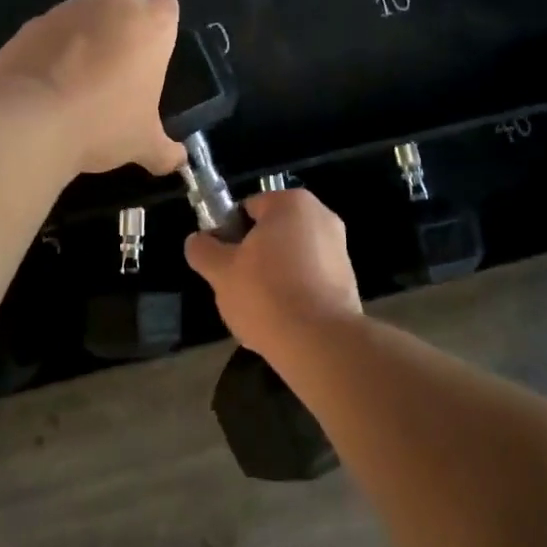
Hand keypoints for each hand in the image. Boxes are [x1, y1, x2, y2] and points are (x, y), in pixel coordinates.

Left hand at [0, 0, 186, 175]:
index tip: (152, 50)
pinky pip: (51, 33)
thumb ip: (165, 149)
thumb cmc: (105, 123)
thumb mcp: (143, 143)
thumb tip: (178, 161)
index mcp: (150, 24)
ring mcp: (67, 10)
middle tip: (118, 70)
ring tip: (77, 81)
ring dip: (86, 37)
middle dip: (122, 28)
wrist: (32, 121)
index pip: (165, 2)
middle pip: (125, 4)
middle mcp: (112, 5)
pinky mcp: (31, 25)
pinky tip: (47, 85)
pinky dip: (52, 50)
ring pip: (85, 15)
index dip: (160, 23)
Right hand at [184, 189, 362, 356]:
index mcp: (291, 203)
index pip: (249, 208)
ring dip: (274, 276)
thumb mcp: (221, 272)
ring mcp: (339, 248)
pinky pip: (311, 279)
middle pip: (272, 232)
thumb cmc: (267, 294)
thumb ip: (204, 251)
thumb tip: (196, 240)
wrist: (320, 343)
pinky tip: (284, 320)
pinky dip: (296, 293)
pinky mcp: (349, 279)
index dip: (230, 233)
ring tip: (260, 309)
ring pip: (292, 257)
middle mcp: (321, 216)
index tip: (223, 262)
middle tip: (238, 286)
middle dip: (254, 256)